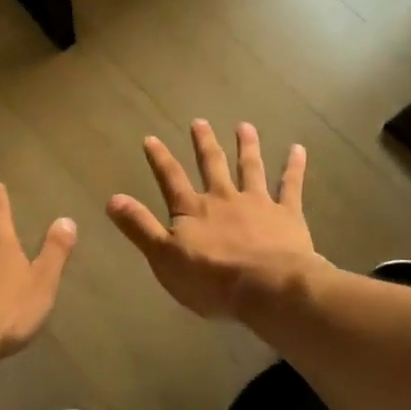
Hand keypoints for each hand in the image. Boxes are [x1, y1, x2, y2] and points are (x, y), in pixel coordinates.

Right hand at [107, 120, 323, 319]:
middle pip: (212, 165)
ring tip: (245, 126)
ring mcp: (257, 203)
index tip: (151, 138)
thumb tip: (112, 198)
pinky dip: (293, 167)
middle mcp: (224, 198)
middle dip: (204, 143)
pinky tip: (298, 149)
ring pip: (250, 168)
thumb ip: (140, 226)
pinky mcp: (287, 215)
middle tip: (200, 121)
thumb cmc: (211, 279)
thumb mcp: (164, 257)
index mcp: (193, 210)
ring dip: (247, 146)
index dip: (160, 159)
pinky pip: (290, 186)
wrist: (268, 288)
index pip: (171, 179)